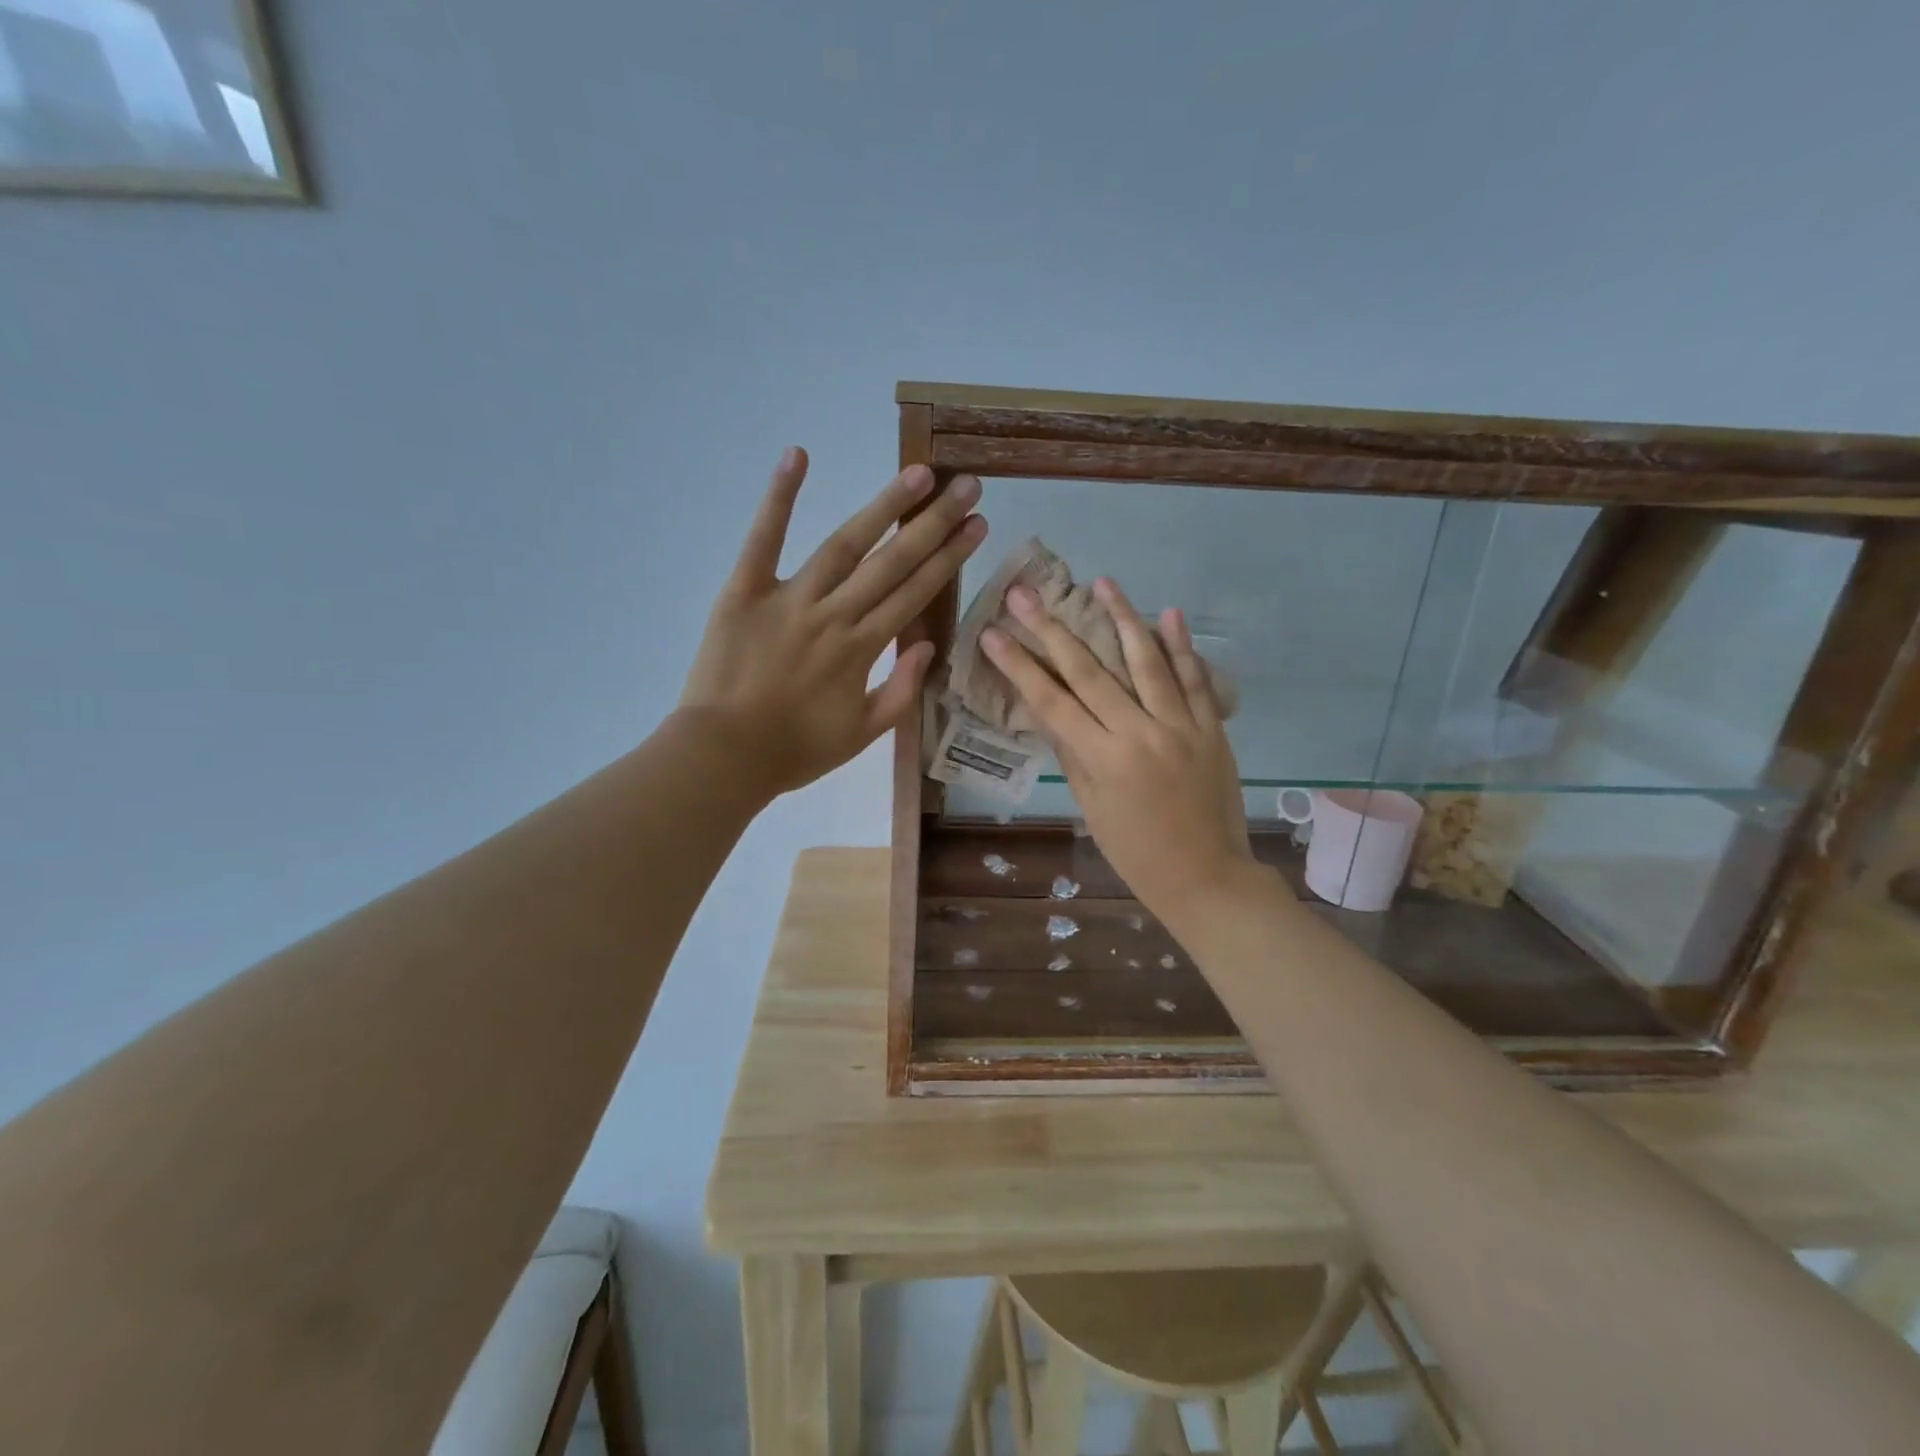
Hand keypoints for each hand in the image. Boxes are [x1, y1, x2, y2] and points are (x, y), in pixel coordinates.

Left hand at [681, 447, 985, 799]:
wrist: (723, 757)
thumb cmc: (795, 751)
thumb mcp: (861, 735)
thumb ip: (899, 690)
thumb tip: (926, 644)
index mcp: (861, 649)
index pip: (915, 593)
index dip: (950, 557)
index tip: (977, 524)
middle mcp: (834, 615)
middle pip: (891, 562)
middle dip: (933, 522)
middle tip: (965, 484)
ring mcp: (788, 598)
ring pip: (844, 545)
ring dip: (883, 507)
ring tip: (917, 473)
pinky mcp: (744, 591)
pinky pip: (763, 539)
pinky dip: (779, 497)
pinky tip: (798, 455)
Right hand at [981, 578, 1253, 921]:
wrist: (1208, 879)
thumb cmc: (1137, 854)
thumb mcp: (1092, 808)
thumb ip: (1073, 754)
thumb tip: (1051, 711)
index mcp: (1103, 759)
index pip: (1051, 701)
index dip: (1019, 665)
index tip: (993, 632)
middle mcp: (1140, 733)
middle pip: (1089, 671)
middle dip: (1052, 628)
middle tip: (1026, 593)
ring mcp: (1181, 726)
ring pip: (1147, 661)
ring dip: (1122, 617)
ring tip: (1102, 582)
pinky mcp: (1212, 728)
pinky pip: (1196, 680)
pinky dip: (1182, 646)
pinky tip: (1168, 613)